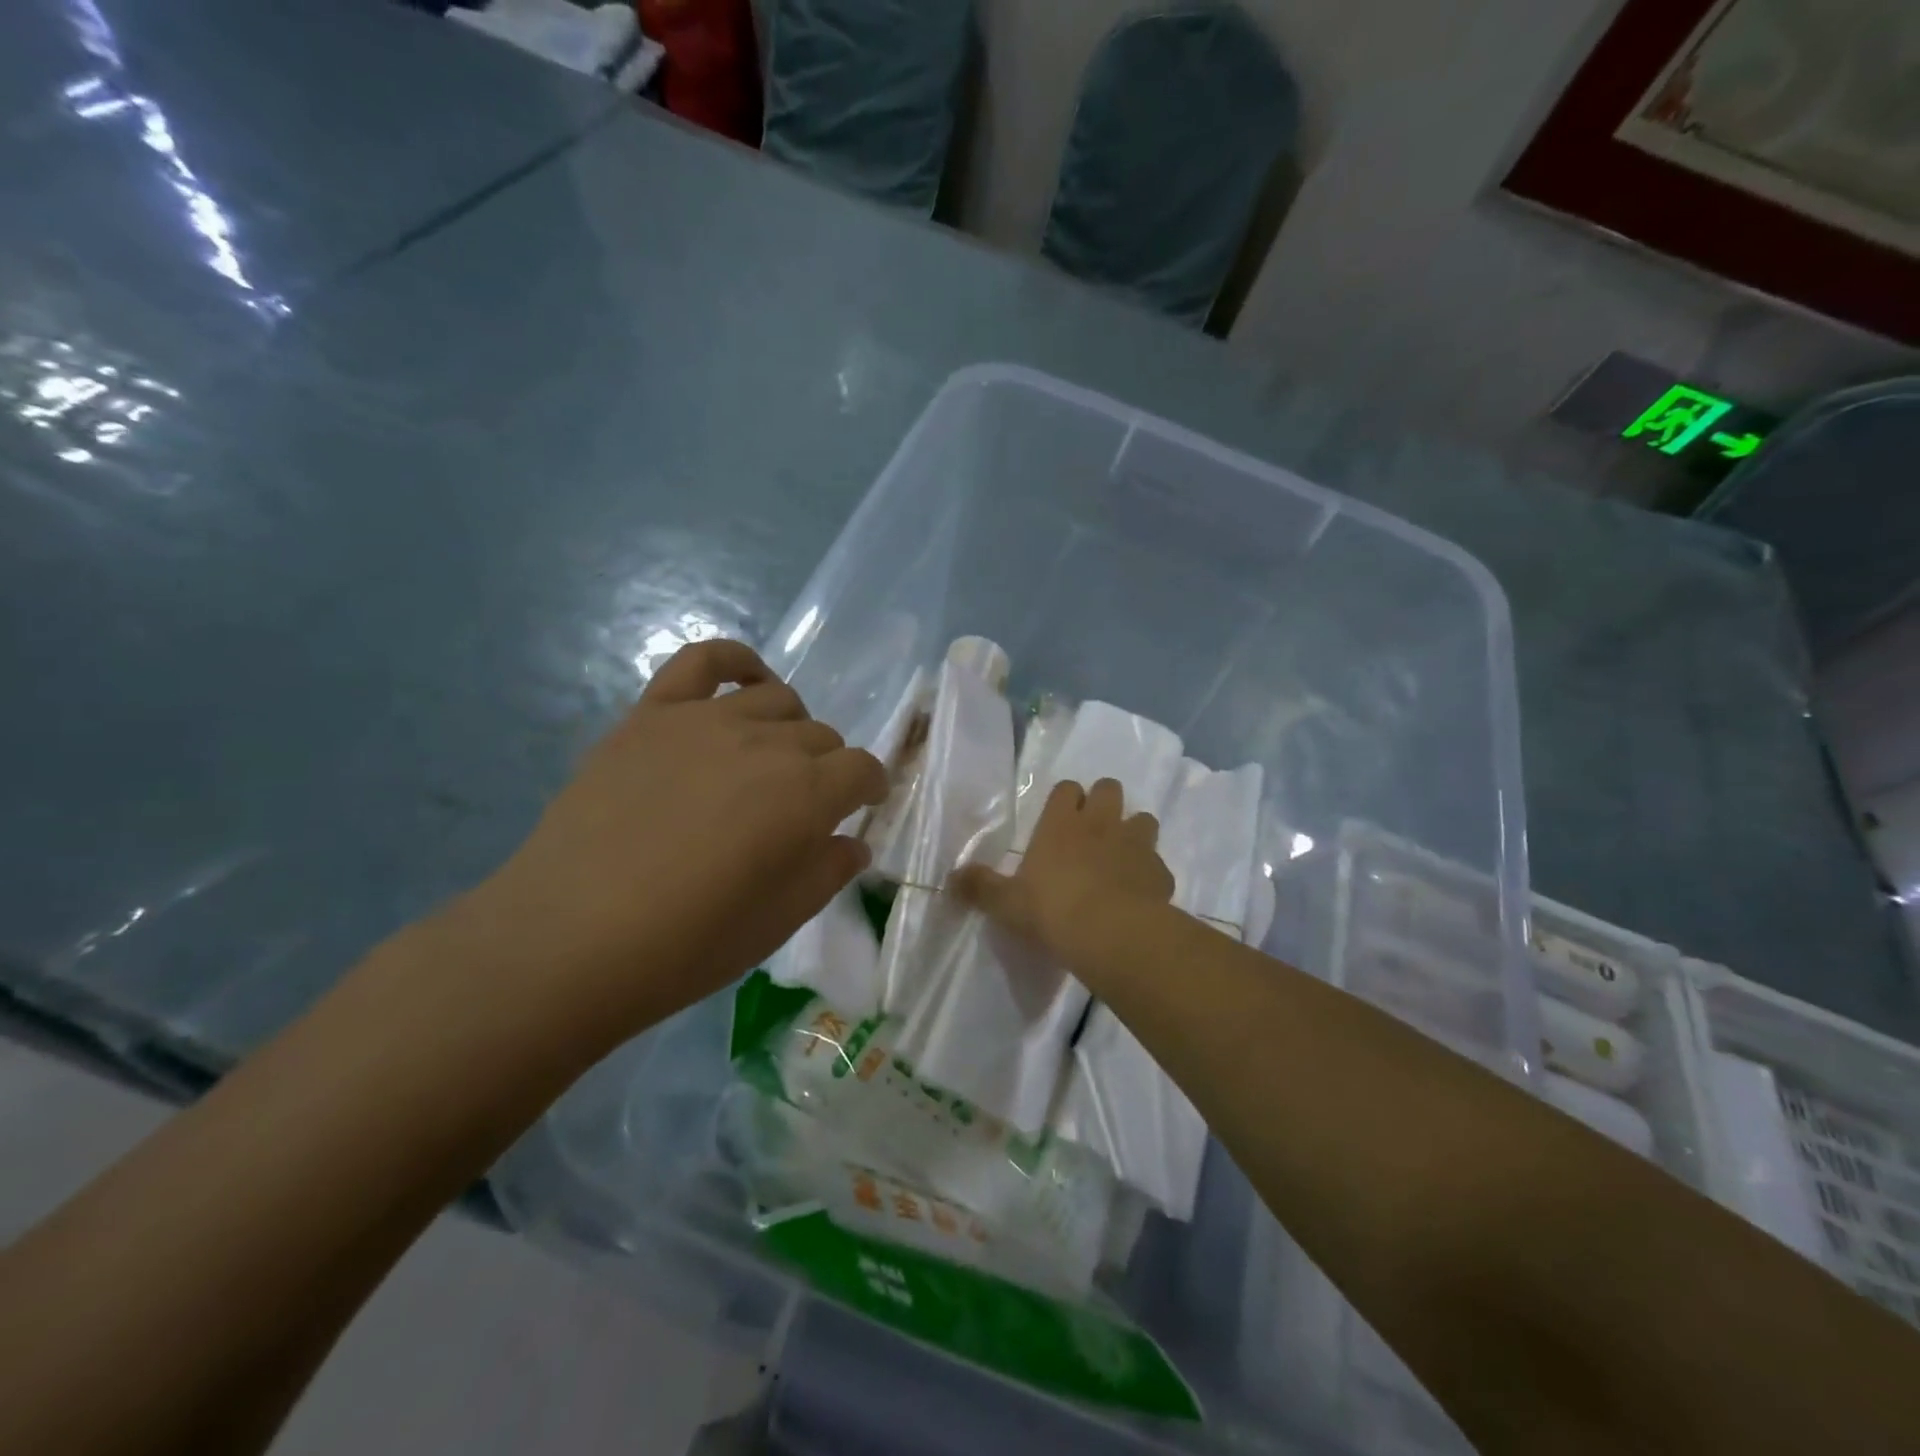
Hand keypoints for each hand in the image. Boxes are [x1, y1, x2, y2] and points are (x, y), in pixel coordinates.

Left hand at [459, 640, 886, 1038]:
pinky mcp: (651, 715)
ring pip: (777, 699)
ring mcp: (705, 721)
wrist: (568, 939)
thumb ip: (829, 872)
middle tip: (804, 807)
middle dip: (828, 769)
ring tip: (773, 759)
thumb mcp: (778, 922)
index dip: (870, 788)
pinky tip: (746, 681)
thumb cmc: (686, 945)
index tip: (863, 808)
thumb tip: (853, 842)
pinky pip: (704, 661)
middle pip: (822, 736)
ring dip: (791, 728)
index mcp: (806, 795)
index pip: (862, 770)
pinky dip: (736, 662)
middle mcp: (766, 744)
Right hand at [951, 778, 1172, 968]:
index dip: (1065, 798)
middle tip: (1093, 829)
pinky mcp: (1160, 871)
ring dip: (1134, 831)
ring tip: (1122, 855)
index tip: (1060, 817)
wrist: (1112, 934)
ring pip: (1143, 818)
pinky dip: (1150, 872)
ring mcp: (1135, 843)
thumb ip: (980, 888)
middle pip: (1109, 788)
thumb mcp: (1006, 903)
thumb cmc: (1052, 910)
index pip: (1066, 788)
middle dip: (1104, 801)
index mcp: (1061, 823)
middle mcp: (1100, 823)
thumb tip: (949, 879)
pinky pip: (1158, 863)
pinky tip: (1141, 892)